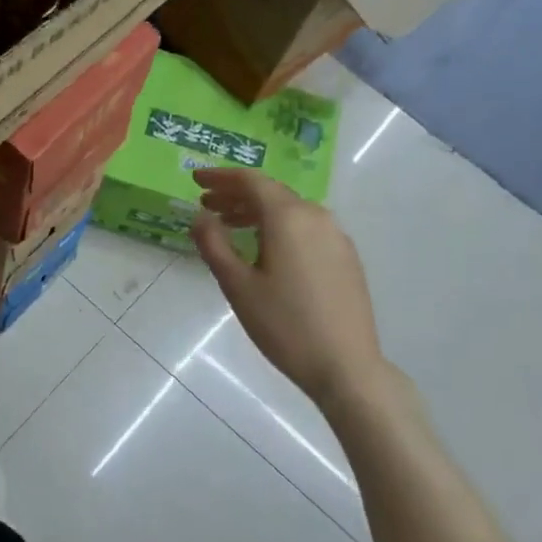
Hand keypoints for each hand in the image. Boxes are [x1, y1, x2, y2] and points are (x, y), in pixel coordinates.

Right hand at [190, 169, 391, 412]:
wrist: (346, 364)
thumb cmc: (284, 325)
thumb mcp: (237, 285)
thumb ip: (214, 245)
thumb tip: (200, 217)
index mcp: (288, 217)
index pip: (251, 181)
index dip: (221, 177)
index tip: (196, 178)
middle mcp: (316, 216)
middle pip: (271, 193)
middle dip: (236, 195)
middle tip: (206, 204)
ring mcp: (336, 236)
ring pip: (290, 211)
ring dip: (257, 212)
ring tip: (230, 226)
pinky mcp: (345, 257)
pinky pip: (306, 228)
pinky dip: (279, 228)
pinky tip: (266, 249)